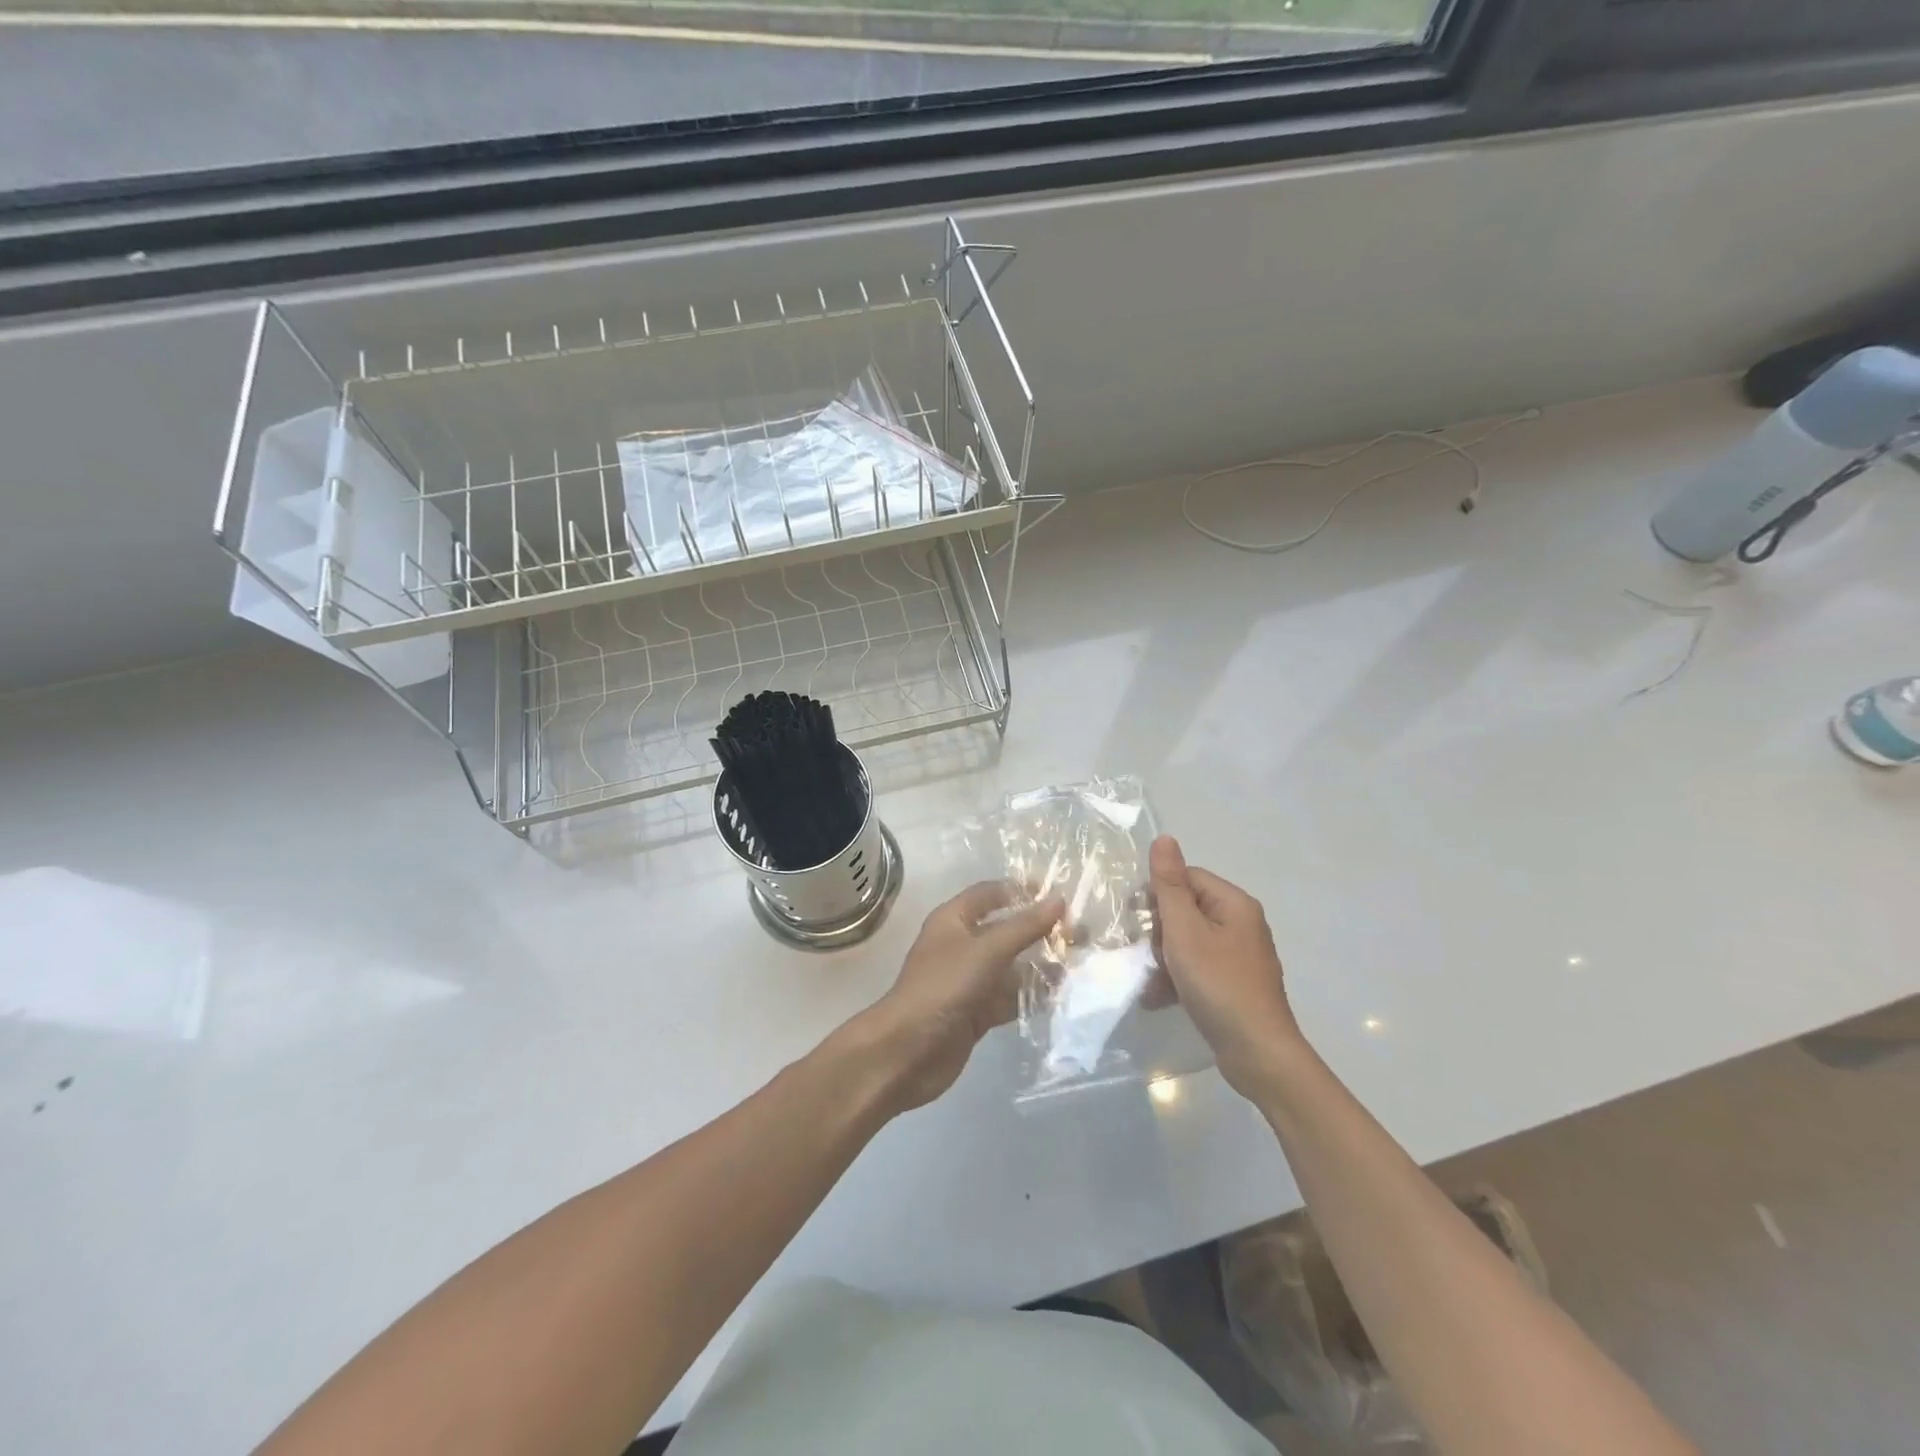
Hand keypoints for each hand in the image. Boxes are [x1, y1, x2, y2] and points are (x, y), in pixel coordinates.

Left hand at [850, 882, 1062, 1112]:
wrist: (907, 1052)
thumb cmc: (943, 988)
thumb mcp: (986, 951)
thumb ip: (1024, 927)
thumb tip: (1059, 899)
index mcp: (954, 920)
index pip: (990, 893)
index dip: (1021, 890)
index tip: (1058, 894)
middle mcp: (962, 945)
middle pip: (1006, 930)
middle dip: (1040, 931)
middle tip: (1081, 933)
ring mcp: (969, 980)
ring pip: (1011, 966)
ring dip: (1041, 965)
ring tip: (1081, 964)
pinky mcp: (976, 1012)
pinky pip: (1010, 997)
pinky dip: (1032, 996)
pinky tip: (1062, 996)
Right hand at [1150, 835, 1303, 1096]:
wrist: (1258, 1053)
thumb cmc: (1218, 985)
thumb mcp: (1185, 931)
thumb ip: (1170, 885)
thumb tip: (1164, 838)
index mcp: (1234, 903)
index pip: (1186, 878)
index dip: (1157, 895)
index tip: (1136, 920)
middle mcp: (1242, 923)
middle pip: (1187, 909)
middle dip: (1159, 931)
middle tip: (1145, 954)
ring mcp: (1240, 955)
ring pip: (1189, 940)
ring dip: (1164, 958)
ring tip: (1149, 980)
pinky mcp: (1235, 983)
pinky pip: (1199, 967)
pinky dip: (1178, 978)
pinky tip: (1158, 997)